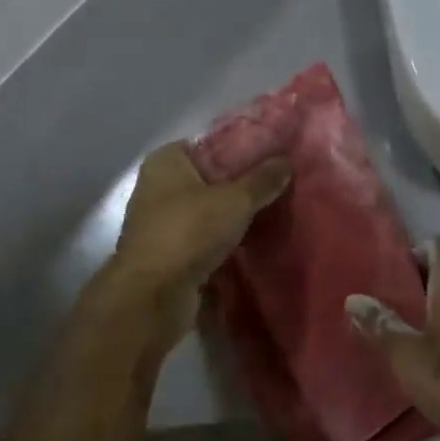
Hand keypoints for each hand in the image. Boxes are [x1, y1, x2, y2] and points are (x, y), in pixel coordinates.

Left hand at [92, 143, 291, 358]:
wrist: (153, 296)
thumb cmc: (189, 232)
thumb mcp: (236, 200)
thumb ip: (262, 180)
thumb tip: (286, 162)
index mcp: (165, 162)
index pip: (207, 144)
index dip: (238, 149)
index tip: (269, 157)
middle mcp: (156, 187)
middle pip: (207, 178)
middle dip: (238, 184)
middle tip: (276, 186)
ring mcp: (159, 222)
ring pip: (205, 210)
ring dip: (230, 215)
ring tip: (269, 212)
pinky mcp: (166, 253)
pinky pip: (201, 237)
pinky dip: (221, 239)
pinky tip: (250, 240)